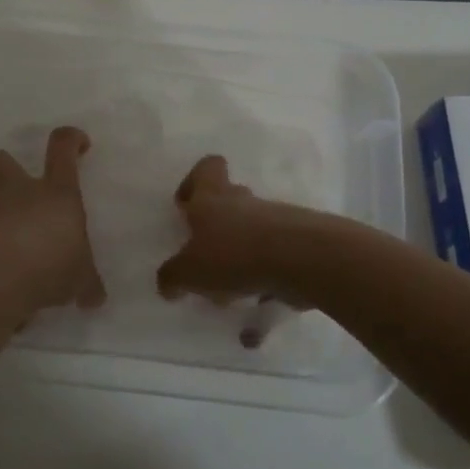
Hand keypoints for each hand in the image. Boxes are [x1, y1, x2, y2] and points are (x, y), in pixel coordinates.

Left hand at [0, 126, 106, 317]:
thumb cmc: (50, 264)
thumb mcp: (80, 279)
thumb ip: (87, 284)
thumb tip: (95, 298)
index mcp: (57, 192)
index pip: (62, 148)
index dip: (71, 139)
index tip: (79, 144)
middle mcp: (22, 192)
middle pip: (4, 160)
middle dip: (9, 167)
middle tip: (22, 188)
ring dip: (0, 211)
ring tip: (16, 242)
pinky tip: (4, 269)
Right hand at [156, 155, 309, 307]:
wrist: (302, 260)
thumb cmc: (234, 254)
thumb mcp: (190, 271)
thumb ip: (173, 277)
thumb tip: (167, 284)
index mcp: (213, 197)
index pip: (207, 168)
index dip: (195, 181)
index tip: (187, 206)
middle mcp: (243, 201)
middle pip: (229, 200)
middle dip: (216, 227)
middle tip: (204, 256)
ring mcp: (274, 220)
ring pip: (251, 231)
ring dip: (239, 255)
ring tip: (229, 290)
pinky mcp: (297, 243)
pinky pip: (272, 257)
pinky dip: (262, 276)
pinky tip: (255, 300)